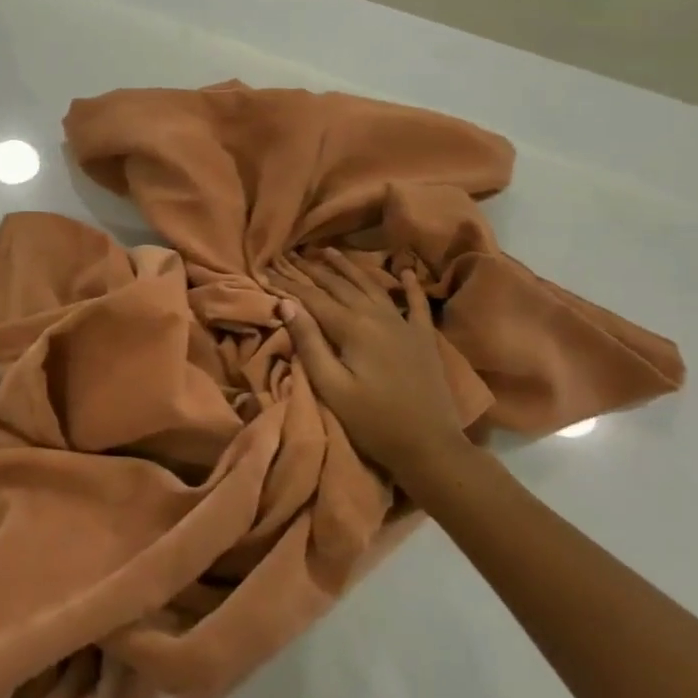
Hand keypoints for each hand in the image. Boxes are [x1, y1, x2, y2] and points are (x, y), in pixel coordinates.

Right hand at [267, 250, 468, 483]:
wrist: (429, 446)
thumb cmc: (372, 420)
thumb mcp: (331, 386)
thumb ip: (309, 343)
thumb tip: (287, 305)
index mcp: (353, 328)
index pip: (313, 298)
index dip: (289, 283)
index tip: (268, 268)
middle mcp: (378, 317)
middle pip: (340, 286)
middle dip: (313, 270)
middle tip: (291, 255)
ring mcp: (404, 325)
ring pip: (371, 286)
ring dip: (349, 267)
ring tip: (329, 251)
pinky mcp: (423, 338)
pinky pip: (415, 304)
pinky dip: (409, 286)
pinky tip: (406, 271)